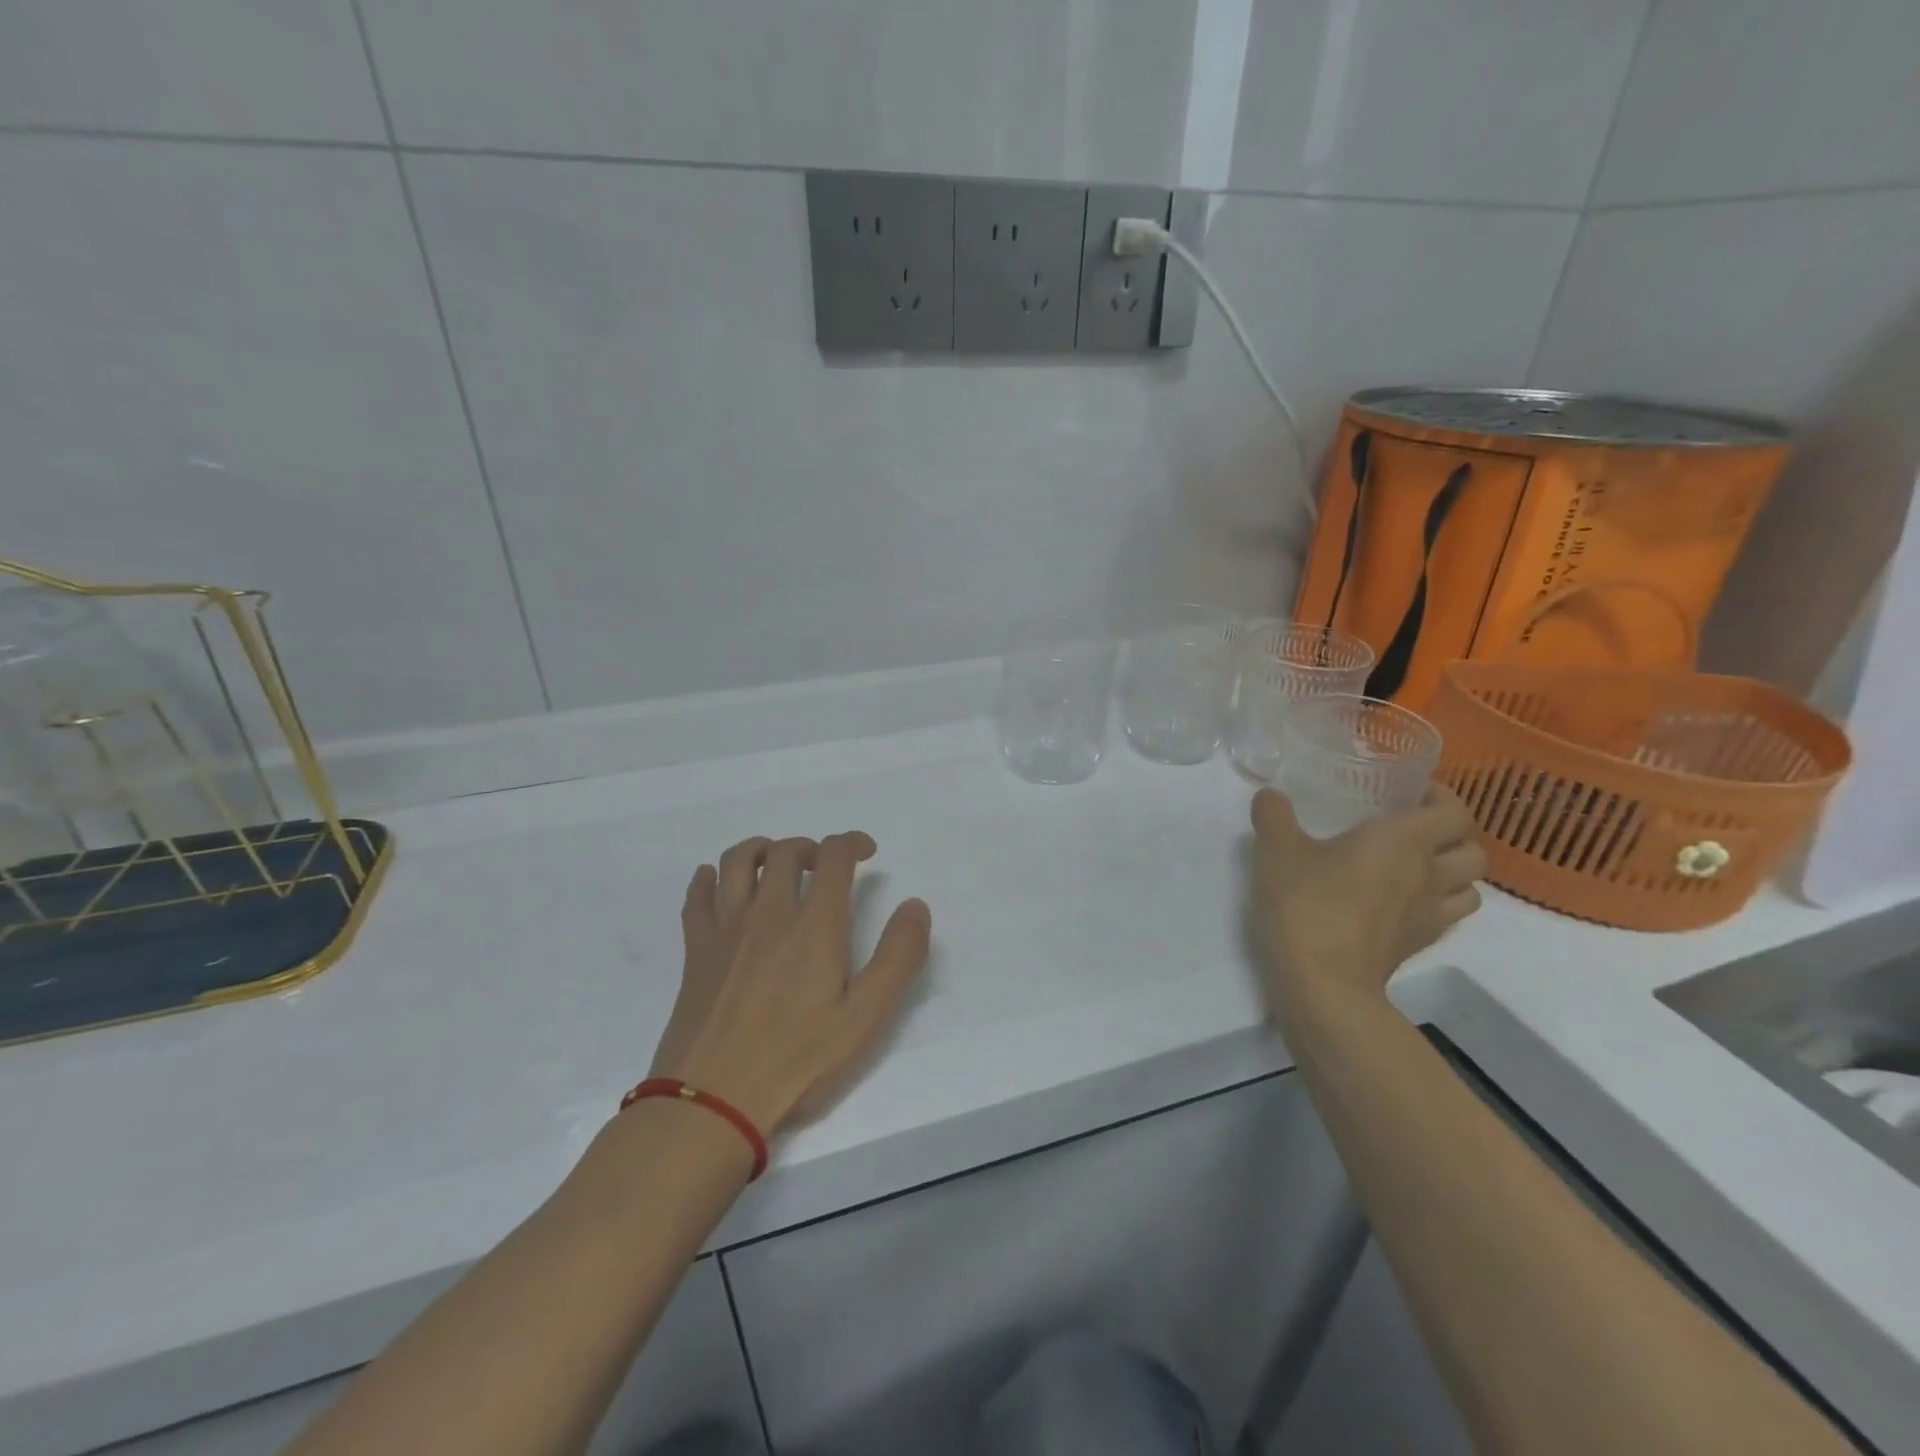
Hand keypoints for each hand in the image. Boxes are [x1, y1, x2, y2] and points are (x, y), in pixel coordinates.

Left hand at [646, 832, 931, 1136]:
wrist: (713, 1099)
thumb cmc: (797, 1060)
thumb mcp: (866, 1016)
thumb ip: (898, 957)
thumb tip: (915, 905)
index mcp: (814, 925)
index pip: (833, 856)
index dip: (852, 842)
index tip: (866, 851)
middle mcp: (769, 912)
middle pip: (785, 851)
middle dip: (811, 847)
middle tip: (824, 866)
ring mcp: (727, 929)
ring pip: (737, 861)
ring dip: (761, 849)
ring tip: (775, 862)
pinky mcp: (696, 950)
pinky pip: (697, 897)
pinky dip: (707, 879)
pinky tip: (714, 881)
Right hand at [1248, 786, 1485, 1014]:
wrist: (1323, 983)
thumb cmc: (1306, 904)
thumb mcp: (1276, 851)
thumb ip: (1273, 816)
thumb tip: (1269, 795)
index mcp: (1404, 839)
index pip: (1455, 811)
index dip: (1442, 798)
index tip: (1411, 793)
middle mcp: (1429, 873)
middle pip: (1473, 850)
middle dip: (1453, 836)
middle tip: (1415, 830)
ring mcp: (1429, 914)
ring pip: (1471, 887)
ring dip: (1452, 873)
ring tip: (1416, 867)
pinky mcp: (1418, 945)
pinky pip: (1446, 917)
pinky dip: (1436, 904)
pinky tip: (1401, 903)